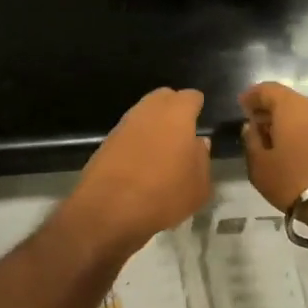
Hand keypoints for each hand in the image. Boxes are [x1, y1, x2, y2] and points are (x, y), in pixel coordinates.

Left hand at [63, 88, 211, 251]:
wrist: (109, 210)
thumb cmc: (164, 194)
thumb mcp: (199, 186)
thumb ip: (202, 159)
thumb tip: (198, 144)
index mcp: (176, 114)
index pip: (191, 97)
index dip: (197, 107)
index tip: (200, 120)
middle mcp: (148, 111)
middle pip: (163, 98)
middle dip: (173, 110)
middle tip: (182, 133)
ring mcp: (123, 125)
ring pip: (143, 115)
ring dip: (153, 126)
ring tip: (162, 151)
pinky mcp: (105, 143)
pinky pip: (128, 135)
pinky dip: (136, 142)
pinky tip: (141, 164)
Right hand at [239, 82, 307, 211]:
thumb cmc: (294, 180)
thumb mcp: (260, 166)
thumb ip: (252, 142)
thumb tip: (252, 127)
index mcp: (291, 106)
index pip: (267, 89)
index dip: (252, 96)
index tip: (242, 107)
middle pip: (288, 101)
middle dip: (270, 111)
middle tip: (257, 129)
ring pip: (305, 115)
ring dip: (289, 125)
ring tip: (277, 145)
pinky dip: (305, 134)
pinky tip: (298, 153)